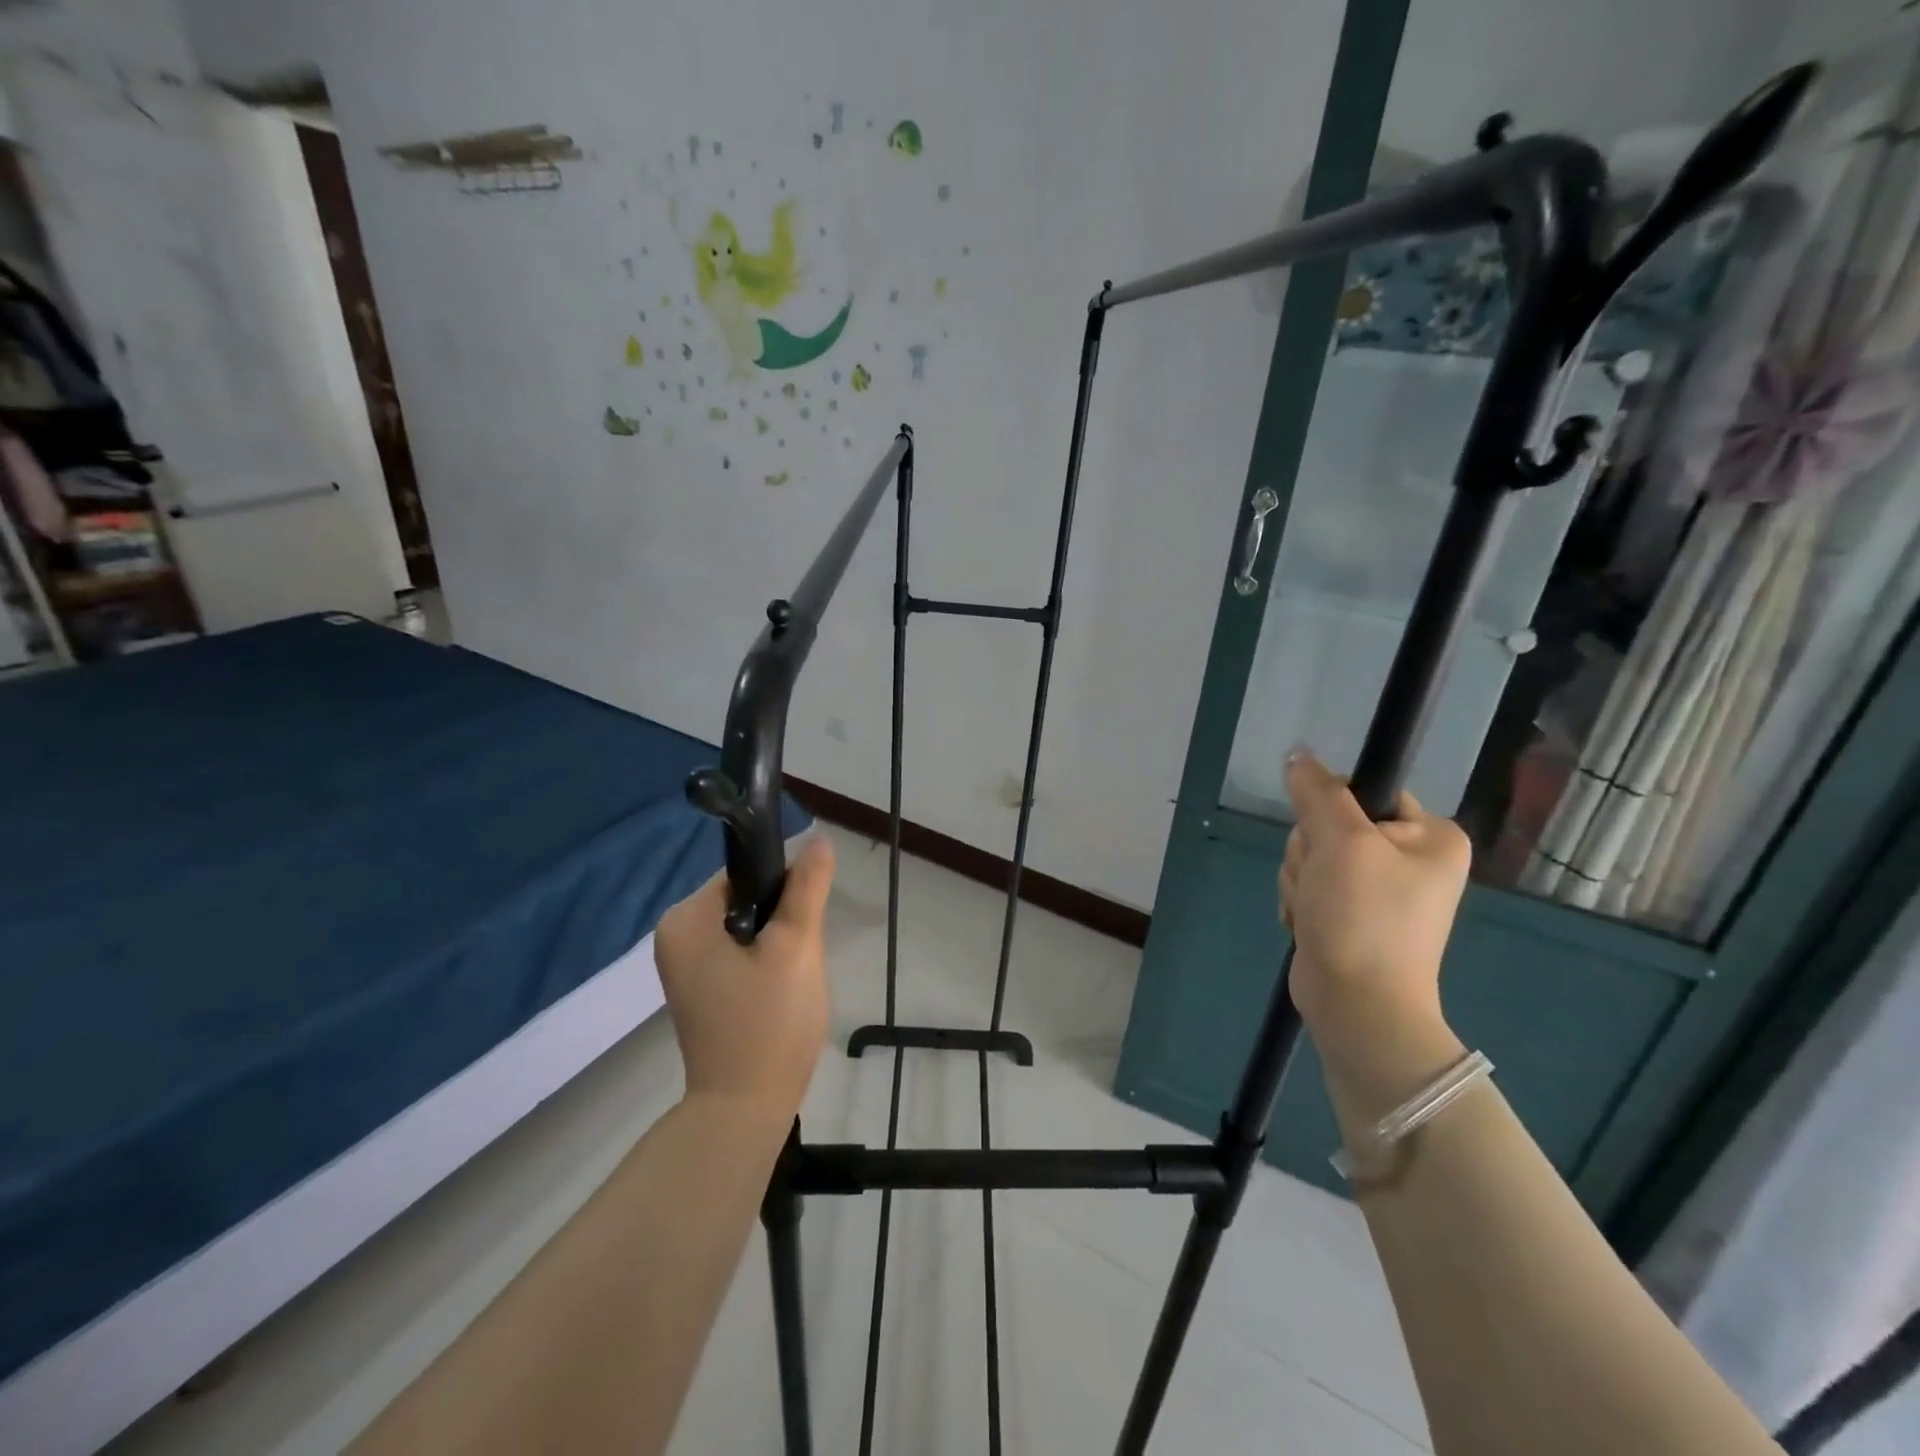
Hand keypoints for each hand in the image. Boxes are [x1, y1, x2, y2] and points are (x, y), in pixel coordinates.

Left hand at [655, 835, 835, 1116]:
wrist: (745, 1109)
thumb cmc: (769, 1022)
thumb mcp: (796, 945)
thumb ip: (807, 887)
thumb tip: (818, 838)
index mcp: (685, 918)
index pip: (745, 873)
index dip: (784, 887)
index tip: (807, 919)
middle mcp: (675, 936)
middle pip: (746, 899)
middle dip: (782, 919)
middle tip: (801, 955)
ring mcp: (684, 966)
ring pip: (748, 927)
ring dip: (778, 942)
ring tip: (793, 976)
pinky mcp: (699, 989)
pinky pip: (739, 953)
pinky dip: (764, 961)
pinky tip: (780, 990)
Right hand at [1280, 752, 1470, 1114]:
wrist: (1357, 1005)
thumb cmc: (1363, 918)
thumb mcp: (1341, 843)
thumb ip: (1318, 793)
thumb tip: (1298, 755)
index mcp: (1431, 837)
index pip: (1367, 792)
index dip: (1334, 810)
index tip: (1331, 840)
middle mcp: (1410, 859)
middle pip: (1331, 824)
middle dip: (1311, 853)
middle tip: (1322, 883)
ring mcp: (1378, 889)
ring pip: (1312, 854)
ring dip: (1300, 879)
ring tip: (1315, 910)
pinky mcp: (1349, 913)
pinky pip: (1308, 883)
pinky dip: (1300, 900)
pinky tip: (1308, 923)